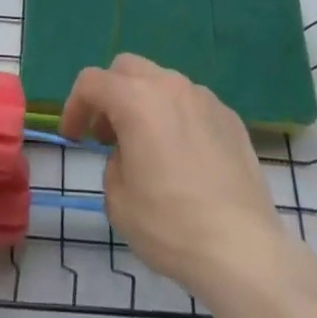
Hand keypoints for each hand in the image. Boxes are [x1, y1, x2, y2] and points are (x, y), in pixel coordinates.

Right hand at [61, 53, 294, 298]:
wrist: (242, 249)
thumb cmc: (170, 224)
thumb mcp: (118, 200)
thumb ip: (113, 162)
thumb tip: (129, 154)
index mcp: (135, 99)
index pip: (91, 82)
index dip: (74, 106)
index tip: (74, 138)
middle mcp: (169, 86)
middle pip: (127, 68)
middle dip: (110, 94)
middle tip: (108, 134)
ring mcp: (204, 98)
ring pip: (162, 82)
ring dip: (145, 103)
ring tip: (148, 147)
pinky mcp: (230, 117)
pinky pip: (192, 104)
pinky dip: (177, 118)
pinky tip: (185, 159)